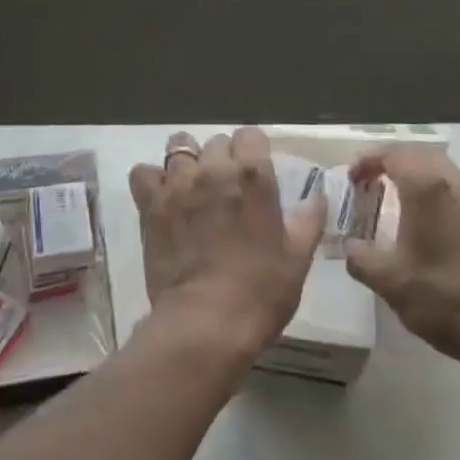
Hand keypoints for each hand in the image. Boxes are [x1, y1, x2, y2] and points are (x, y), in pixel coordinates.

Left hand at [129, 127, 325, 363]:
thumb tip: (317, 195)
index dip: (254, 150)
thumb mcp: (297, 258)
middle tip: (227, 188)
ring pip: (179, 146)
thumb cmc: (260, 292)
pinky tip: (162, 197)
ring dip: (188, 160)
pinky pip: (143, 173)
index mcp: (253, 175)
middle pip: (217, 141)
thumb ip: (308, 219)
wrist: (206, 324)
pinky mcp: (151, 204)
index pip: (250, 135)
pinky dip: (151, 179)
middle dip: (223, 157)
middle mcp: (214, 168)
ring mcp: (179, 183)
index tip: (256, 172)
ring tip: (192, 184)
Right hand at [344, 145, 459, 369]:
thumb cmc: (443, 298)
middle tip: (370, 178)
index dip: (367, 160)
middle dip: (391, 160)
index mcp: (426, 187)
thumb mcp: (390, 282)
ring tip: (396, 194)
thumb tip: (349, 246)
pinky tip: (428, 218)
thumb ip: (360, 258)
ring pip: (440, 168)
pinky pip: (456, 187)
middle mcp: (453, 182)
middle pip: (418, 153)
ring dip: (415, 172)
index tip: (352, 178)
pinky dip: (434, 188)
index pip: (392, 154)